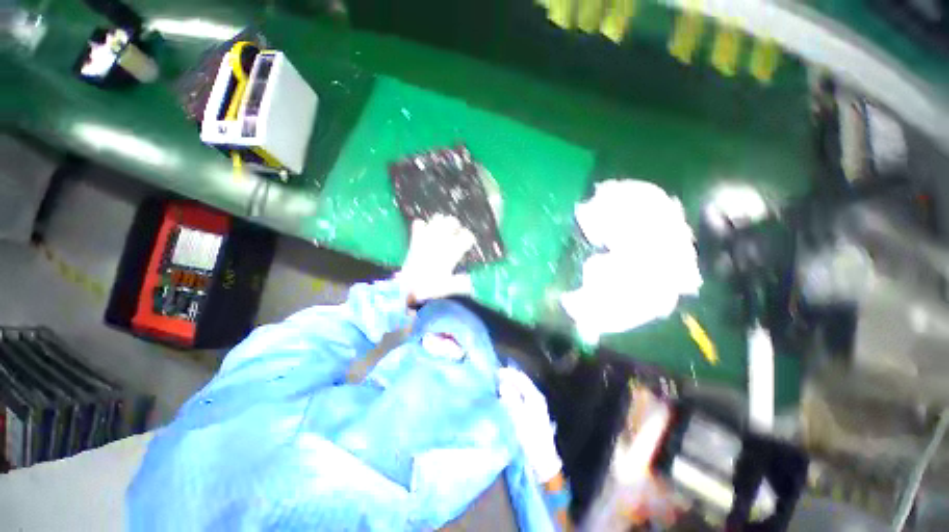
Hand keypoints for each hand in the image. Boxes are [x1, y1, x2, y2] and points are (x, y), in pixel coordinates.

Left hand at [397, 215, 475, 303]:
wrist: (408, 290)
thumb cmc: (430, 289)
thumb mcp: (449, 287)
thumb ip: (462, 282)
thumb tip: (472, 281)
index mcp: (451, 253)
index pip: (466, 237)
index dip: (469, 238)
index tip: (468, 243)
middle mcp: (440, 242)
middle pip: (452, 222)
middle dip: (455, 226)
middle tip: (455, 233)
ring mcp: (427, 239)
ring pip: (437, 219)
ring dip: (441, 223)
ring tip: (441, 230)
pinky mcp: (415, 241)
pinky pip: (418, 224)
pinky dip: (422, 225)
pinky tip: (424, 231)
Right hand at [498, 367, 561, 482]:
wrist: (542, 461)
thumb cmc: (531, 438)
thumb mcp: (519, 418)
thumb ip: (511, 399)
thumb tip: (503, 384)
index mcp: (535, 396)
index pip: (521, 378)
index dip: (508, 373)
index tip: (495, 371)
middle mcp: (536, 398)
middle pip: (521, 382)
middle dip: (508, 378)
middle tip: (494, 377)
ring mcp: (534, 406)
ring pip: (520, 389)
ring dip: (509, 385)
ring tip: (496, 385)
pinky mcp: (530, 414)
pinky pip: (519, 397)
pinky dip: (511, 394)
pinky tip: (503, 398)